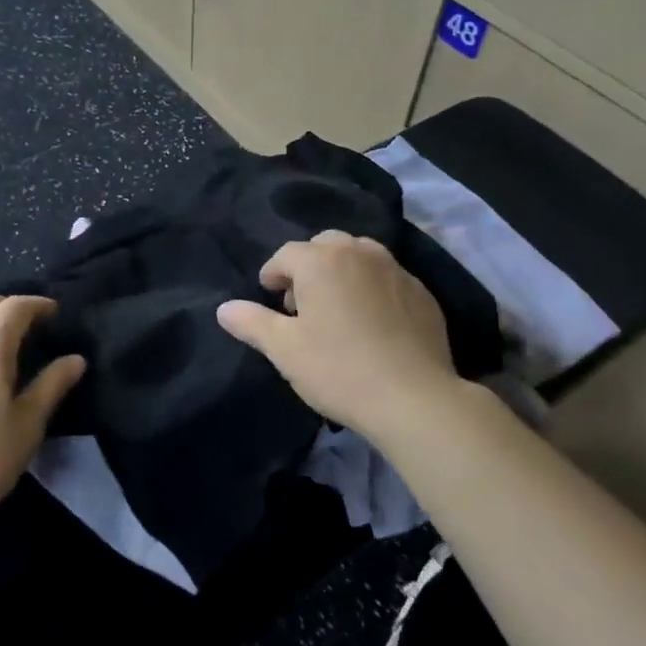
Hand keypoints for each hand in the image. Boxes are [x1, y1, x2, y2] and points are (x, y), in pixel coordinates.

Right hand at [217, 232, 460, 443]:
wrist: (414, 399)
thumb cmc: (339, 369)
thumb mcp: (284, 350)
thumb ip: (251, 322)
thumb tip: (224, 309)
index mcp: (322, 261)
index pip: (286, 255)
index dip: (273, 275)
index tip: (271, 299)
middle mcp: (359, 253)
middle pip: (324, 246)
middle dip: (308, 268)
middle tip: (302, 305)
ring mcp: (395, 269)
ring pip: (359, 256)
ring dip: (342, 272)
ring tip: (338, 310)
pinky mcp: (421, 292)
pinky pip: (387, 278)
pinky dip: (372, 288)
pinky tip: (373, 324)